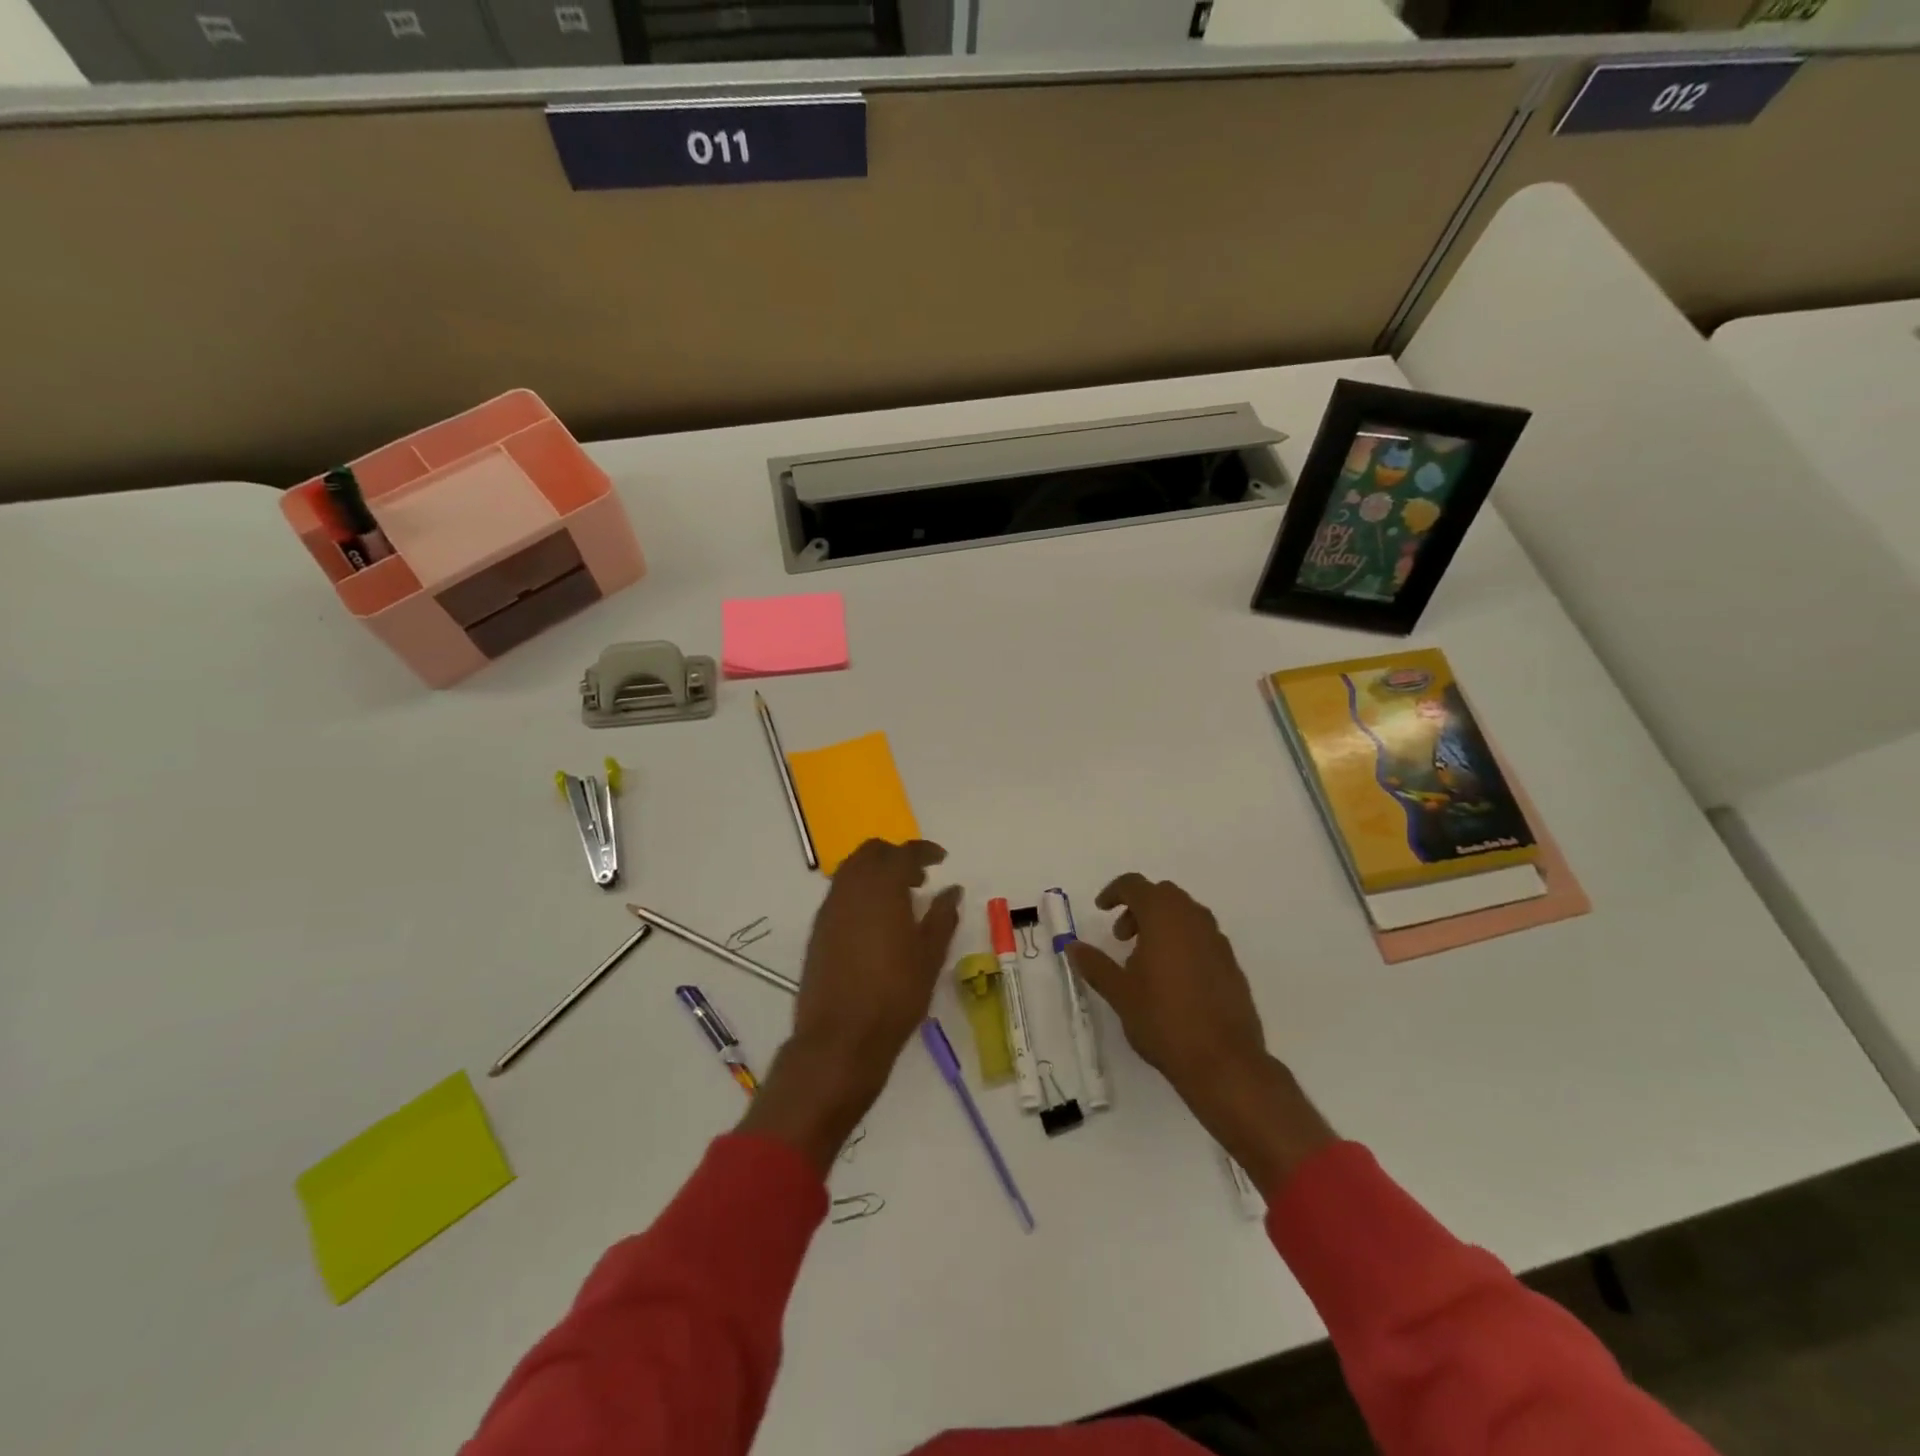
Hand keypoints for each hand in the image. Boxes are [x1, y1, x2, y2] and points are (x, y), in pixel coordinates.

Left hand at [741, 839, 961, 1171]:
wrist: (840, 1038)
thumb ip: (942, 916)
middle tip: (919, 878)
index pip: (903, 853)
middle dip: (896, 856)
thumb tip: (951, 890)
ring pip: (851, 870)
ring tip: (900, 900)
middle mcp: (851, 889)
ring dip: (876, 873)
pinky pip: (841, 894)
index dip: (924, 851)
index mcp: (881, 888)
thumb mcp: (930, 956)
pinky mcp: (818, 930)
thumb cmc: (895, 995)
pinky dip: (860, 892)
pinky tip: (877, 922)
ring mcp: (830, 909)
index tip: (941, 859)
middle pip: (871, 853)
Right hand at [1069, 874, 1333, 1193]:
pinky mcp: (1231, 964)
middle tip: (1121, 937)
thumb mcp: (1120, 993)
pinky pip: (1201, 937)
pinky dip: (1182, 942)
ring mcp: (1217, 941)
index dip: (1114, 892)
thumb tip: (1073, 946)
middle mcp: (1194, 919)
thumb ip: (1095, 964)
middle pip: (1163, 895)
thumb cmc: (1163, 1020)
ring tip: (1144, 961)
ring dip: (1161, 924)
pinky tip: (1172, 979)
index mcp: (1164, 917)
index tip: (1101, 910)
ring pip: (1185, 915)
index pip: (1135, 885)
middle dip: (1138, 907)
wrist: (1223, 1061)